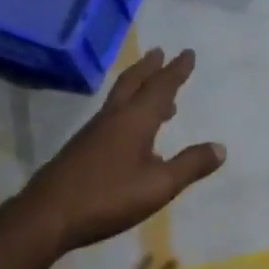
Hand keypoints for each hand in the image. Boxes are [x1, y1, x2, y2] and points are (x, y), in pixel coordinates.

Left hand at [18, 48, 225, 253]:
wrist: (48, 216)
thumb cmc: (108, 197)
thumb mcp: (159, 185)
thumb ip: (190, 165)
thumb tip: (220, 147)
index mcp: (134, 121)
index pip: (160, 88)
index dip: (176, 71)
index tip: (187, 53)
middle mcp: (112, 119)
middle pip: (132, 83)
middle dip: (148, 67)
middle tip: (159, 52)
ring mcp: (92, 133)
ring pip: (118, 99)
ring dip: (137, 88)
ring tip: (154, 92)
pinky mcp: (80, 149)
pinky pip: (110, 116)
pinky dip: (126, 110)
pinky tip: (130, 131)